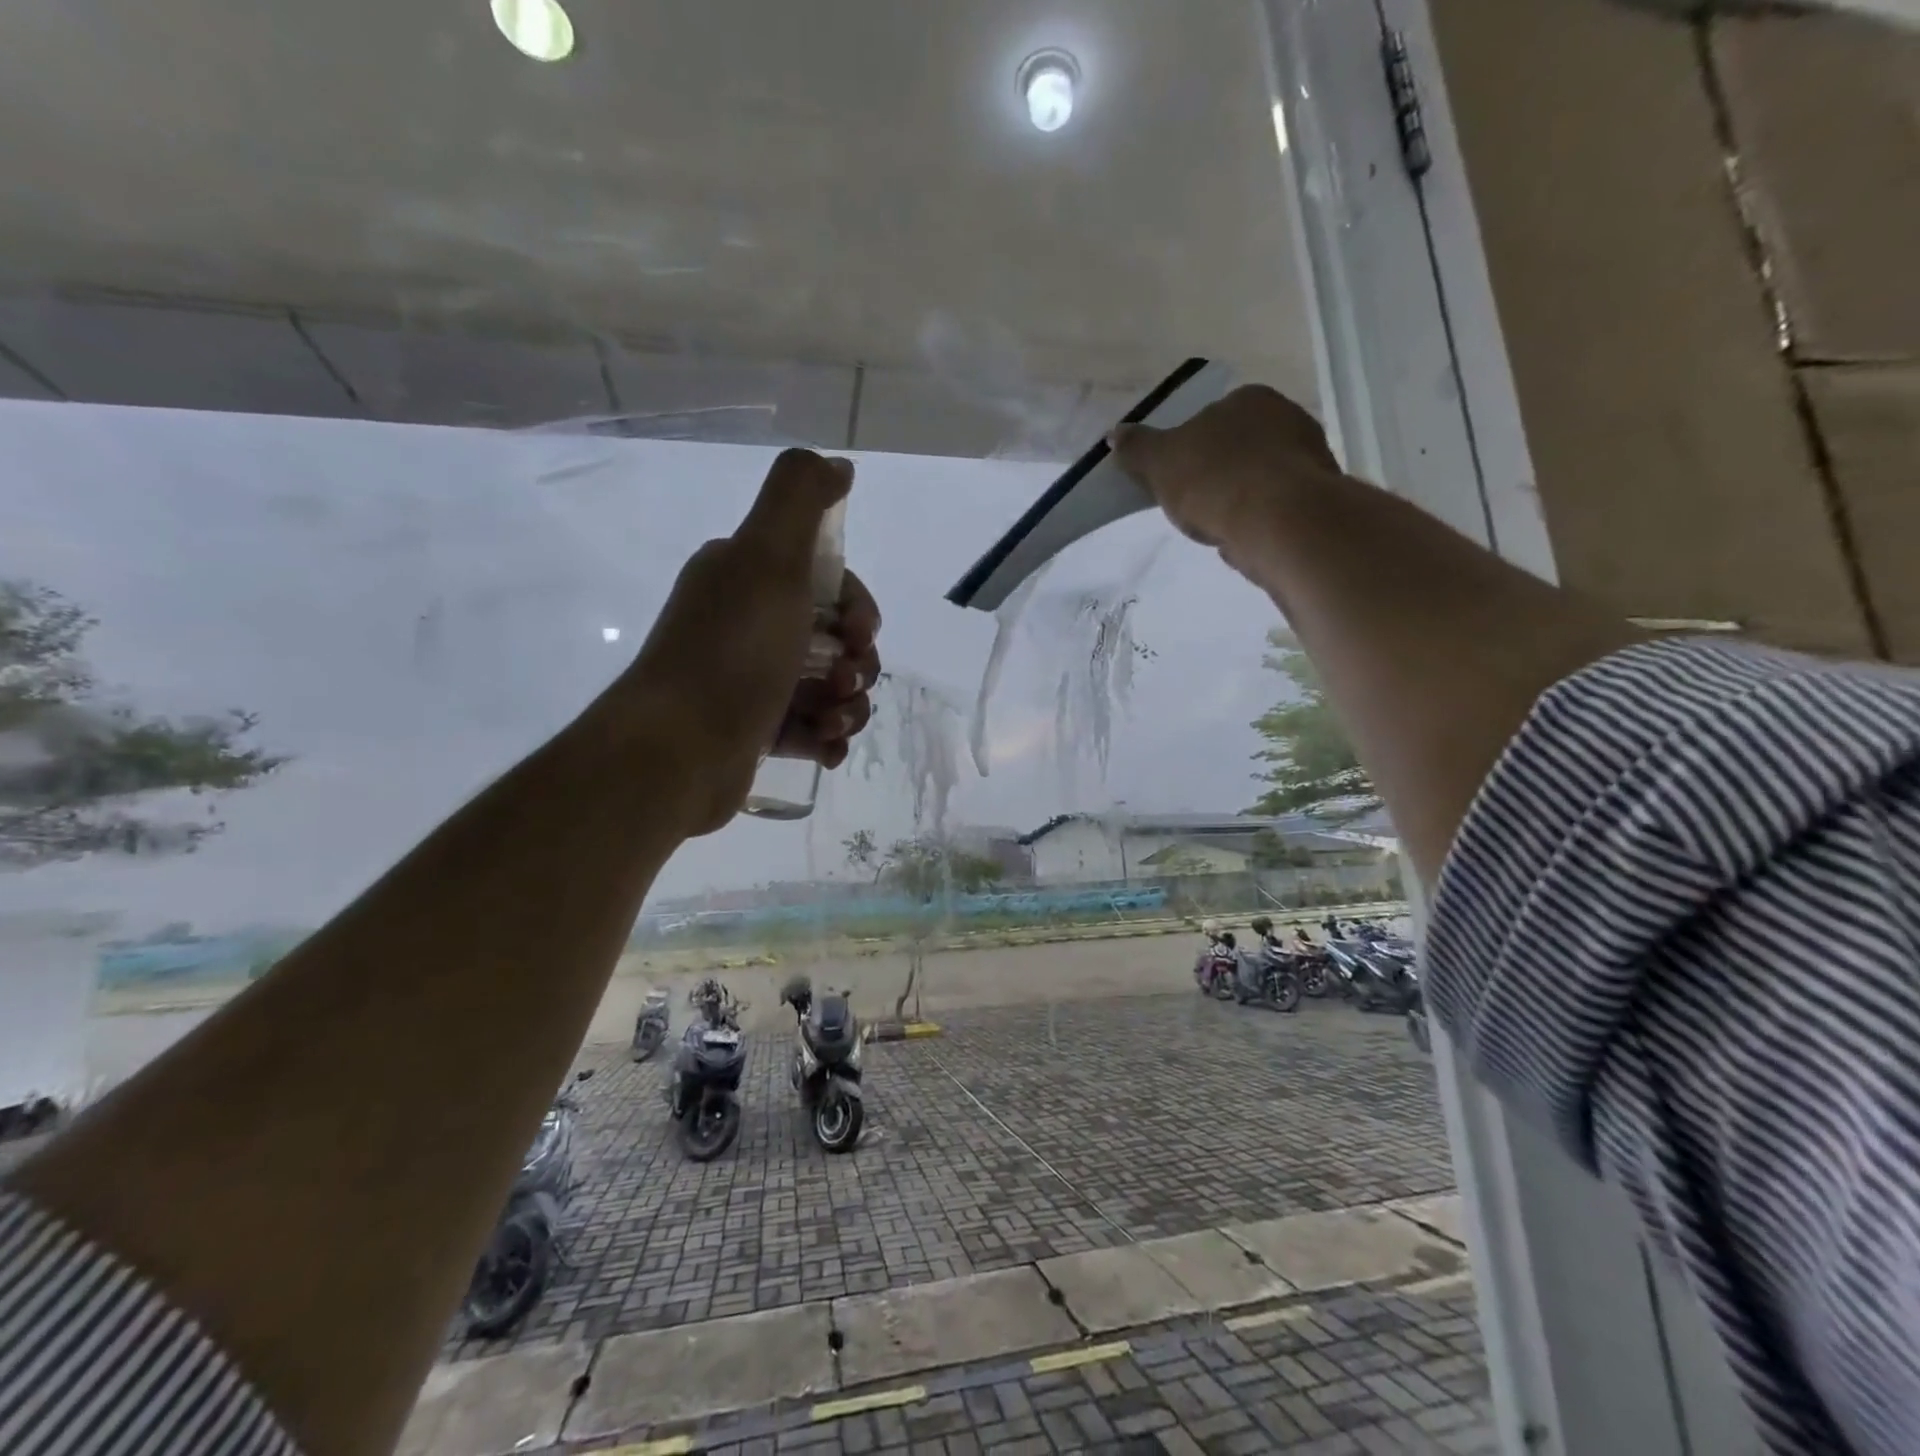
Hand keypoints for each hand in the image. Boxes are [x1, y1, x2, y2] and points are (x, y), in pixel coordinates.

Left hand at [616, 449, 881, 835]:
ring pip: (829, 687)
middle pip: (835, 638)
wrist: (678, 749)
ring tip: (832, 723)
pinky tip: (826, 748)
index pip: (828, 582)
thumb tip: (837, 464)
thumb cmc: (733, 651)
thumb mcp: (769, 557)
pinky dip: (827, 738)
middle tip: (843, 682)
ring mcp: (751, 681)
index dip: (858, 607)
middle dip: (858, 662)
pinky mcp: (755, 731)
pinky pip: (810, 729)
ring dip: (848, 705)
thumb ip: (801, 498)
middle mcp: (748, 624)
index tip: (860, 634)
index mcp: (748, 578)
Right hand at [1109, 384, 1341, 546]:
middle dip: (1218, 474)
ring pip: (1261, 479)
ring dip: (1240, 500)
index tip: (1178, 481)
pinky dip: (1259, 521)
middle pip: (1239, 448)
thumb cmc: (1216, 480)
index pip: (1212, 419)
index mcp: (1248, 398)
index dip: (1190, 450)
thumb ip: (1137, 448)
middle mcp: (1287, 416)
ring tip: (1219, 528)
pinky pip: (1277, 508)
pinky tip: (1245, 539)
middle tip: (1196, 506)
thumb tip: (1115, 434)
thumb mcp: (1161, 463)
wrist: (1279, 522)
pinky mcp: (1319, 497)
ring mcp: (1309, 456)